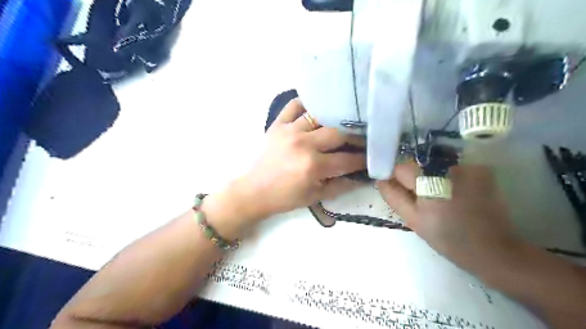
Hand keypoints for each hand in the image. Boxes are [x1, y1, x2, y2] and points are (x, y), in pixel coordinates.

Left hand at [204, 97, 364, 238]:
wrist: (254, 191)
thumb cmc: (285, 197)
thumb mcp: (315, 197)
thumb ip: (341, 186)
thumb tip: (361, 177)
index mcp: (313, 166)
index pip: (347, 159)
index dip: (363, 158)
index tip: (372, 155)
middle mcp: (304, 144)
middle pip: (338, 132)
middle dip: (356, 135)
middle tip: (363, 137)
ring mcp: (290, 130)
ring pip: (320, 115)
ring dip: (335, 118)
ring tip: (345, 119)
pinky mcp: (278, 124)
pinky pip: (294, 105)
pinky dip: (307, 103)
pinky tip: (317, 106)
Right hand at [381, 164, 521, 271]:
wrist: (493, 248)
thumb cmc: (448, 238)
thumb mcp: (413, 220)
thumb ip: (393, 196)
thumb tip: (380, 179)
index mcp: (428, 182)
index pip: (401, 167)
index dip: (396, 176)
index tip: (398, 187)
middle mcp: (447, 168)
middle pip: (418, 162)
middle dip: (414, 176)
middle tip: (420, 195)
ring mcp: (467, 166)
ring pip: (433, 163)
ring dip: (431, 175)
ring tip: (439, 195)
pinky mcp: (480, 169)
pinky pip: (453, 165)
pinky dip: (449, 175)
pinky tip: (455, 191)